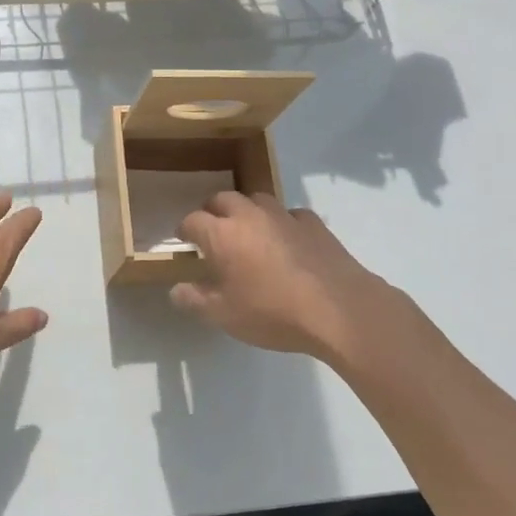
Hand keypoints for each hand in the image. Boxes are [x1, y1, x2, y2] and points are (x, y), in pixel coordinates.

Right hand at [169, 192, 420, 367]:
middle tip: (213, 233)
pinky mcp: (313, 223)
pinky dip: (281, 222)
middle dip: (213, 211)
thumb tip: (176, 289)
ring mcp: (284, 216)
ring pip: (257, 200)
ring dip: (246, 211)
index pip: (192, 220)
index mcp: (222, 234)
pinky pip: (289, 214)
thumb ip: (195, 300)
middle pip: (222, 199)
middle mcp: (249, 215)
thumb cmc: (273, 312)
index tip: (185, 242)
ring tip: (248, 232)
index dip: (184, 230)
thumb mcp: (224, 316)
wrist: (339, 310)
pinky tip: (286, 241)